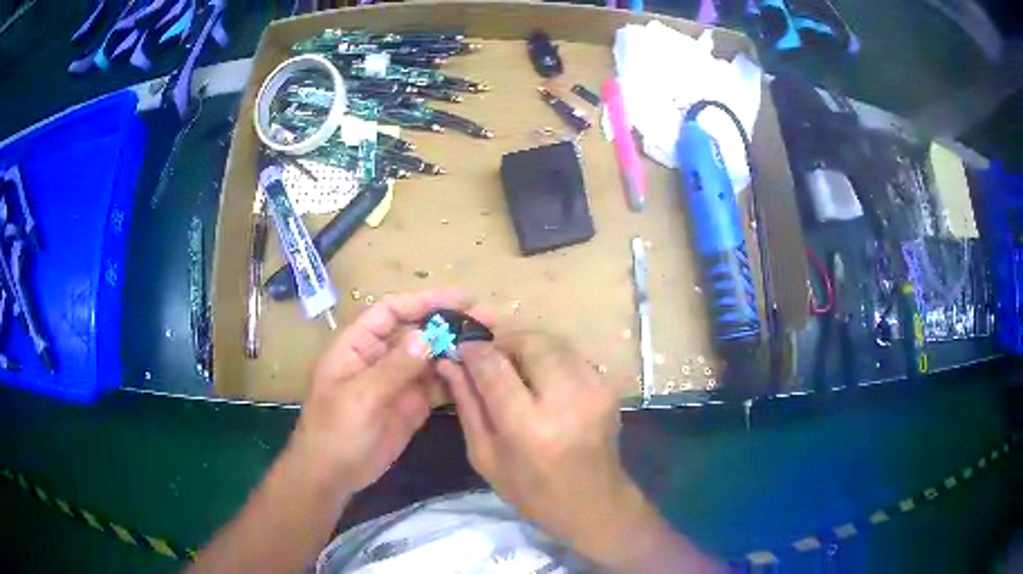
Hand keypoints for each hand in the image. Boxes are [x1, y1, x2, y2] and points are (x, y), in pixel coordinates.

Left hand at [287, 289, 472, 496]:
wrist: (332, 476)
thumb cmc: (334, 431)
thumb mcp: (360, 397)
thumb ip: (393, 367)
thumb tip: (426, 336)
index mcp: (358, 345)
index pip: (392, 311)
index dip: (424, 301)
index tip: (461, 299)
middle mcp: (380, 358)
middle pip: (417, 332)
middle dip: (449, 324)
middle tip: (488, 319)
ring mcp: (397, 382)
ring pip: (430, 358)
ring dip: (457, 350)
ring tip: (491, 344)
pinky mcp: (411, 405)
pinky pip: (436, 386)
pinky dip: (455, 380)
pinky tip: (479, 375)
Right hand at [440, 332, 720, 572]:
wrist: (594, 503)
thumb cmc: (532, 491)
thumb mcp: (485, 456)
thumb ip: (467, 404)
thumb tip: (448, 362)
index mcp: (530, 427)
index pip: (494, 367)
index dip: (473, 350)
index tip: (461, 348)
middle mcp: (567, 400)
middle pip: (528, 342)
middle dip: (503, 342)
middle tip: (488, 358)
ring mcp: (594, 389)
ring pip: (552, 342)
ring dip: (525, 346)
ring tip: (512, 368)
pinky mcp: (608, 386)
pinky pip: (570, 354)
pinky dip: (548, 357)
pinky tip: (539, 380)